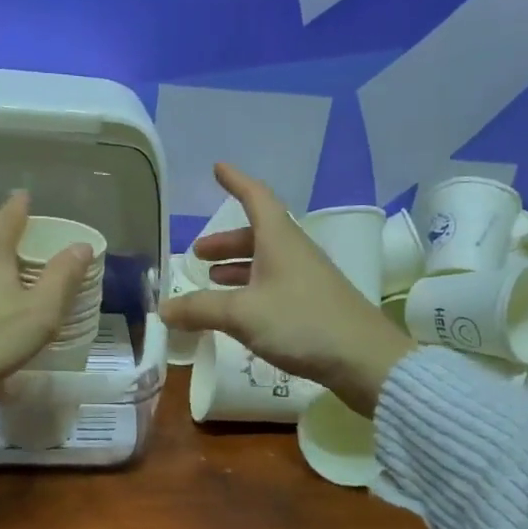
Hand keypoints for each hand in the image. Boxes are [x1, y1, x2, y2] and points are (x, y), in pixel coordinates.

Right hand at [162, 164, 415, 415]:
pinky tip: (239, 312)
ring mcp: (307, 279)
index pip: (256, 198)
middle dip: (225, 242)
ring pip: (265, 262)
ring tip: (211, 281)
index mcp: (280, 240)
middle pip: (257, 235)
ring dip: (237, 267)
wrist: (364, 360)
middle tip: (198, 254)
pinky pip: (274, 286)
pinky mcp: (314, 305)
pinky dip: (251, 290)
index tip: (218, 169)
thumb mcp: (242, 314)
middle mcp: (295, 252)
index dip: (236, 182)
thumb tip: (163, 309)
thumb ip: (200, 309)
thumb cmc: (302, 323)